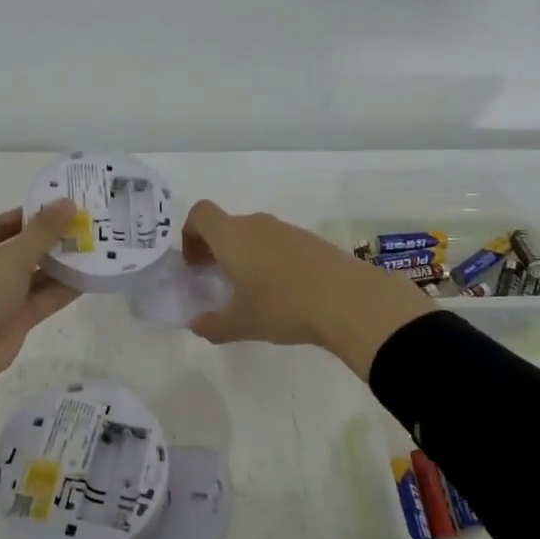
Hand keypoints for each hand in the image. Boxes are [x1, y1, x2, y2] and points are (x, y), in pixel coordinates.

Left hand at [0, 202, 79, 445]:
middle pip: (28, 246)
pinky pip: (46, 298)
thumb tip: (67, 202)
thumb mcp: (10, 256)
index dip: (39, 212)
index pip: (11, 220)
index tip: (73, 203)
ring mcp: (3, 294)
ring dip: (66, 263)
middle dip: (58, 237)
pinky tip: (94, 275)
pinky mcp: (17, 319)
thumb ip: (43, 232)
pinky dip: (67, 288)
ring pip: (39, 273)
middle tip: (96, 224)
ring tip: (102, 247)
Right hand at [182, 200, 431, 380]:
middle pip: (227, 225)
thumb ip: (212, 324)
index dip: (190, 235)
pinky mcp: (312, 240)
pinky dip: (270, 260)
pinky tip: (283, 291)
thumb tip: (198, 324)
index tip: (194, 265)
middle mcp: (257, 224)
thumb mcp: (241, 323)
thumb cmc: (283, 306)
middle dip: (216, 249)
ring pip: (254, 234)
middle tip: (218, 281)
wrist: (349, 300)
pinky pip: (279, 243)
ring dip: (245, 255)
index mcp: (232, 236)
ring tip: (252, 291)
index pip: (200, 214)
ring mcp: (287, 229)